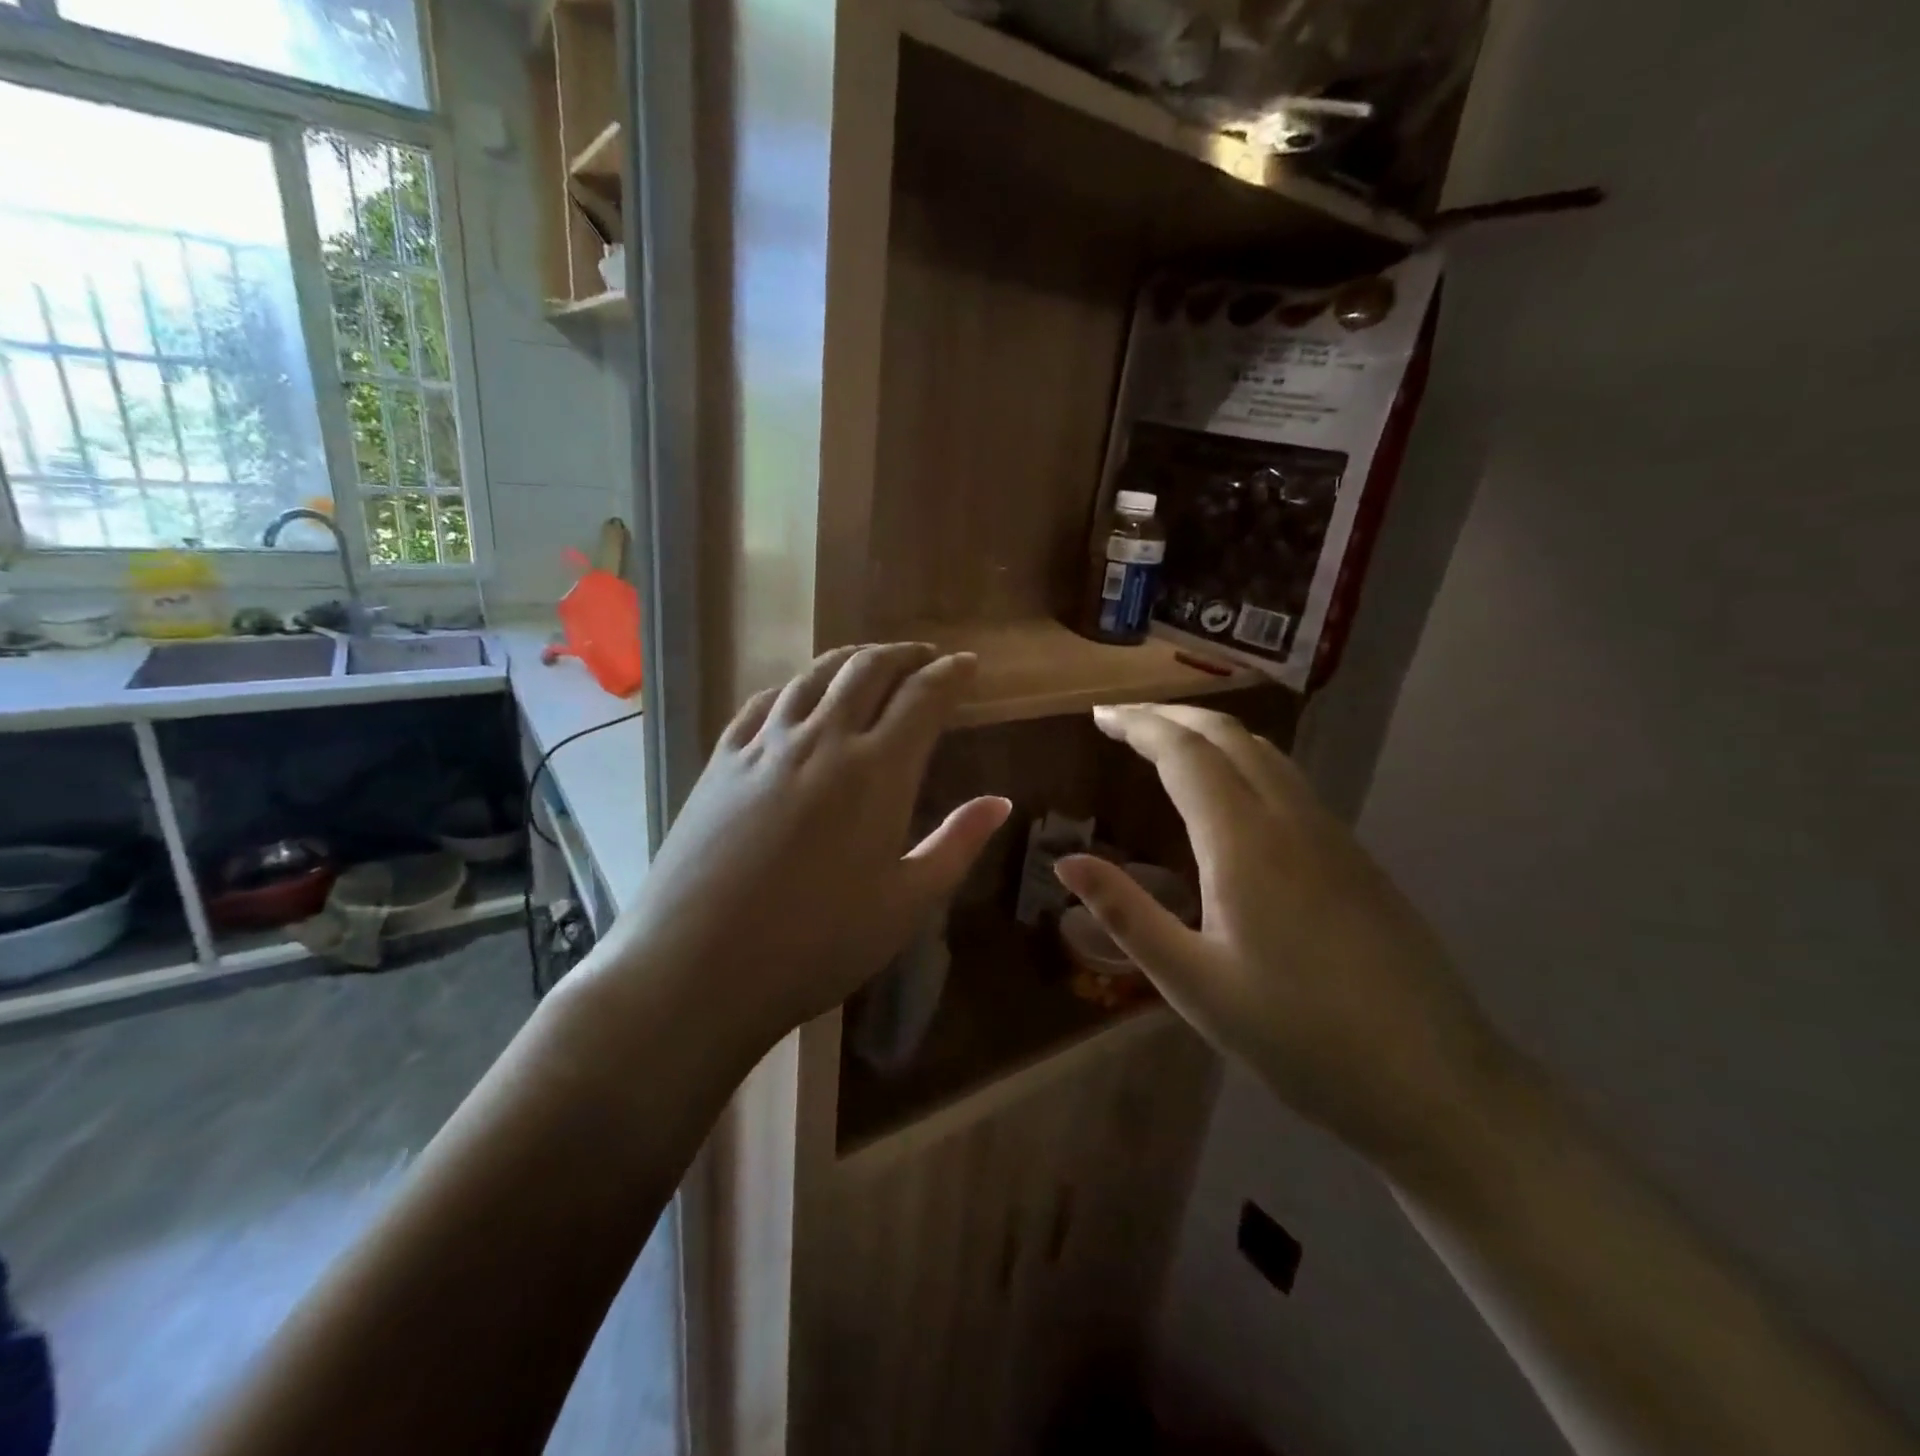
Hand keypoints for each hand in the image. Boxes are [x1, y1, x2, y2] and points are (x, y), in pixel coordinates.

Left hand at [597, 644, 1011, 1058]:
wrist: (696, 966)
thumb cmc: (817, 943)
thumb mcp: (906, 904)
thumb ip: (956, 844)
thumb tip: (999, 802)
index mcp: (877, 770)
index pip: (923, 697)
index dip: (951, 673)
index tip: (968, 663)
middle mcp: (822, 739)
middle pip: (869, 669)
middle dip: (905, 654)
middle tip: (926, 656)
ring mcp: (765, 745)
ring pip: (815, 674)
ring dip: (853, 659)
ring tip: (872, 661)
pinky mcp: (723, 759)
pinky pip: (766, 700)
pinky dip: (797, 684)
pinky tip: (801, 694)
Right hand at [1055, 704, 1506, 1170]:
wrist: (1433, 1080)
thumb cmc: (1297, 1036)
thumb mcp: (1192, 983)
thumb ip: (1127, 914)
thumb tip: (1066, 862)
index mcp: (1244, 843)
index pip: (1185, 754)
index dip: (1139, 726)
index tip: (1100, 716)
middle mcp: (1290, 820)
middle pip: (1228, 736)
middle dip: (1171, 716)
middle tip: (1122, 721)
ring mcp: (1331, 835)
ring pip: (1265, 753)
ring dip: (1210, 733)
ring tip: (1167, 743)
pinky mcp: (1354, 857)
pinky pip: (1289, 781)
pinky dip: (1244, 760)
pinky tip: (1231, 794)